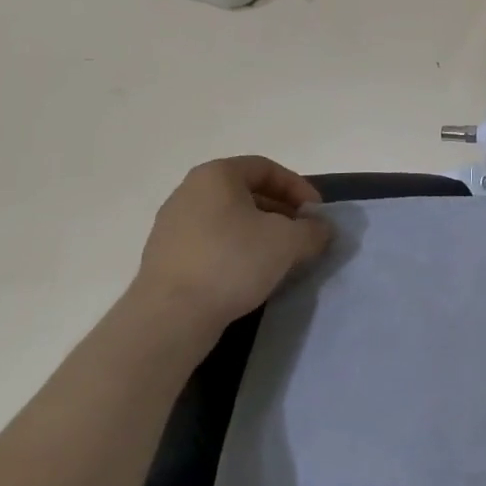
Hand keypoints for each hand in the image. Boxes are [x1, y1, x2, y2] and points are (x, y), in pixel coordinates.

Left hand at [128, 156, 332, 338]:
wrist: (170, 317)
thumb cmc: (232, 262)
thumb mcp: (288, 242)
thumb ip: (312, 230)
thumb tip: (320, 229)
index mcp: (216, 175)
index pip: (266, 168)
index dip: (298, 187)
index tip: (316, 214)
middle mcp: (189, 192)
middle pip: (247, 193)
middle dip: (281, 212)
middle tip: (302, 236)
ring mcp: (172, 225)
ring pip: (229, 220)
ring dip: (260, 234)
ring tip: (281, 258)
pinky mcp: (165, 258)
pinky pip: (211, 243)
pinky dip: (236, 251)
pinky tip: (250, 275)